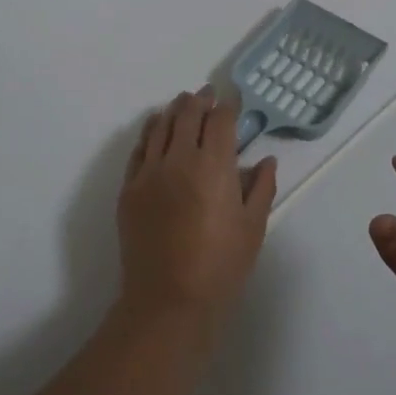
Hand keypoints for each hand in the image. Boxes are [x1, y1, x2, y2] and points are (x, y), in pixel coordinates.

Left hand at [116, 89, 276, 332]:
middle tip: (207, 95)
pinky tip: (155, 127)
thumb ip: (261, 188)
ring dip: (174, 110)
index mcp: (214, 166)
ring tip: (182, 102)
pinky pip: (139, 149)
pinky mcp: (129, 189)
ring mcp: (149, 172)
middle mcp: (179, 159)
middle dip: (200, 100)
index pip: (220, 121)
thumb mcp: (253, 227)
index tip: (233, 102)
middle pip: (187, 115)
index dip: (228, 107)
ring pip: (160, 126)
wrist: (168, 300)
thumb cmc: (220, 266)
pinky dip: (149, 131)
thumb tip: (266, 160)